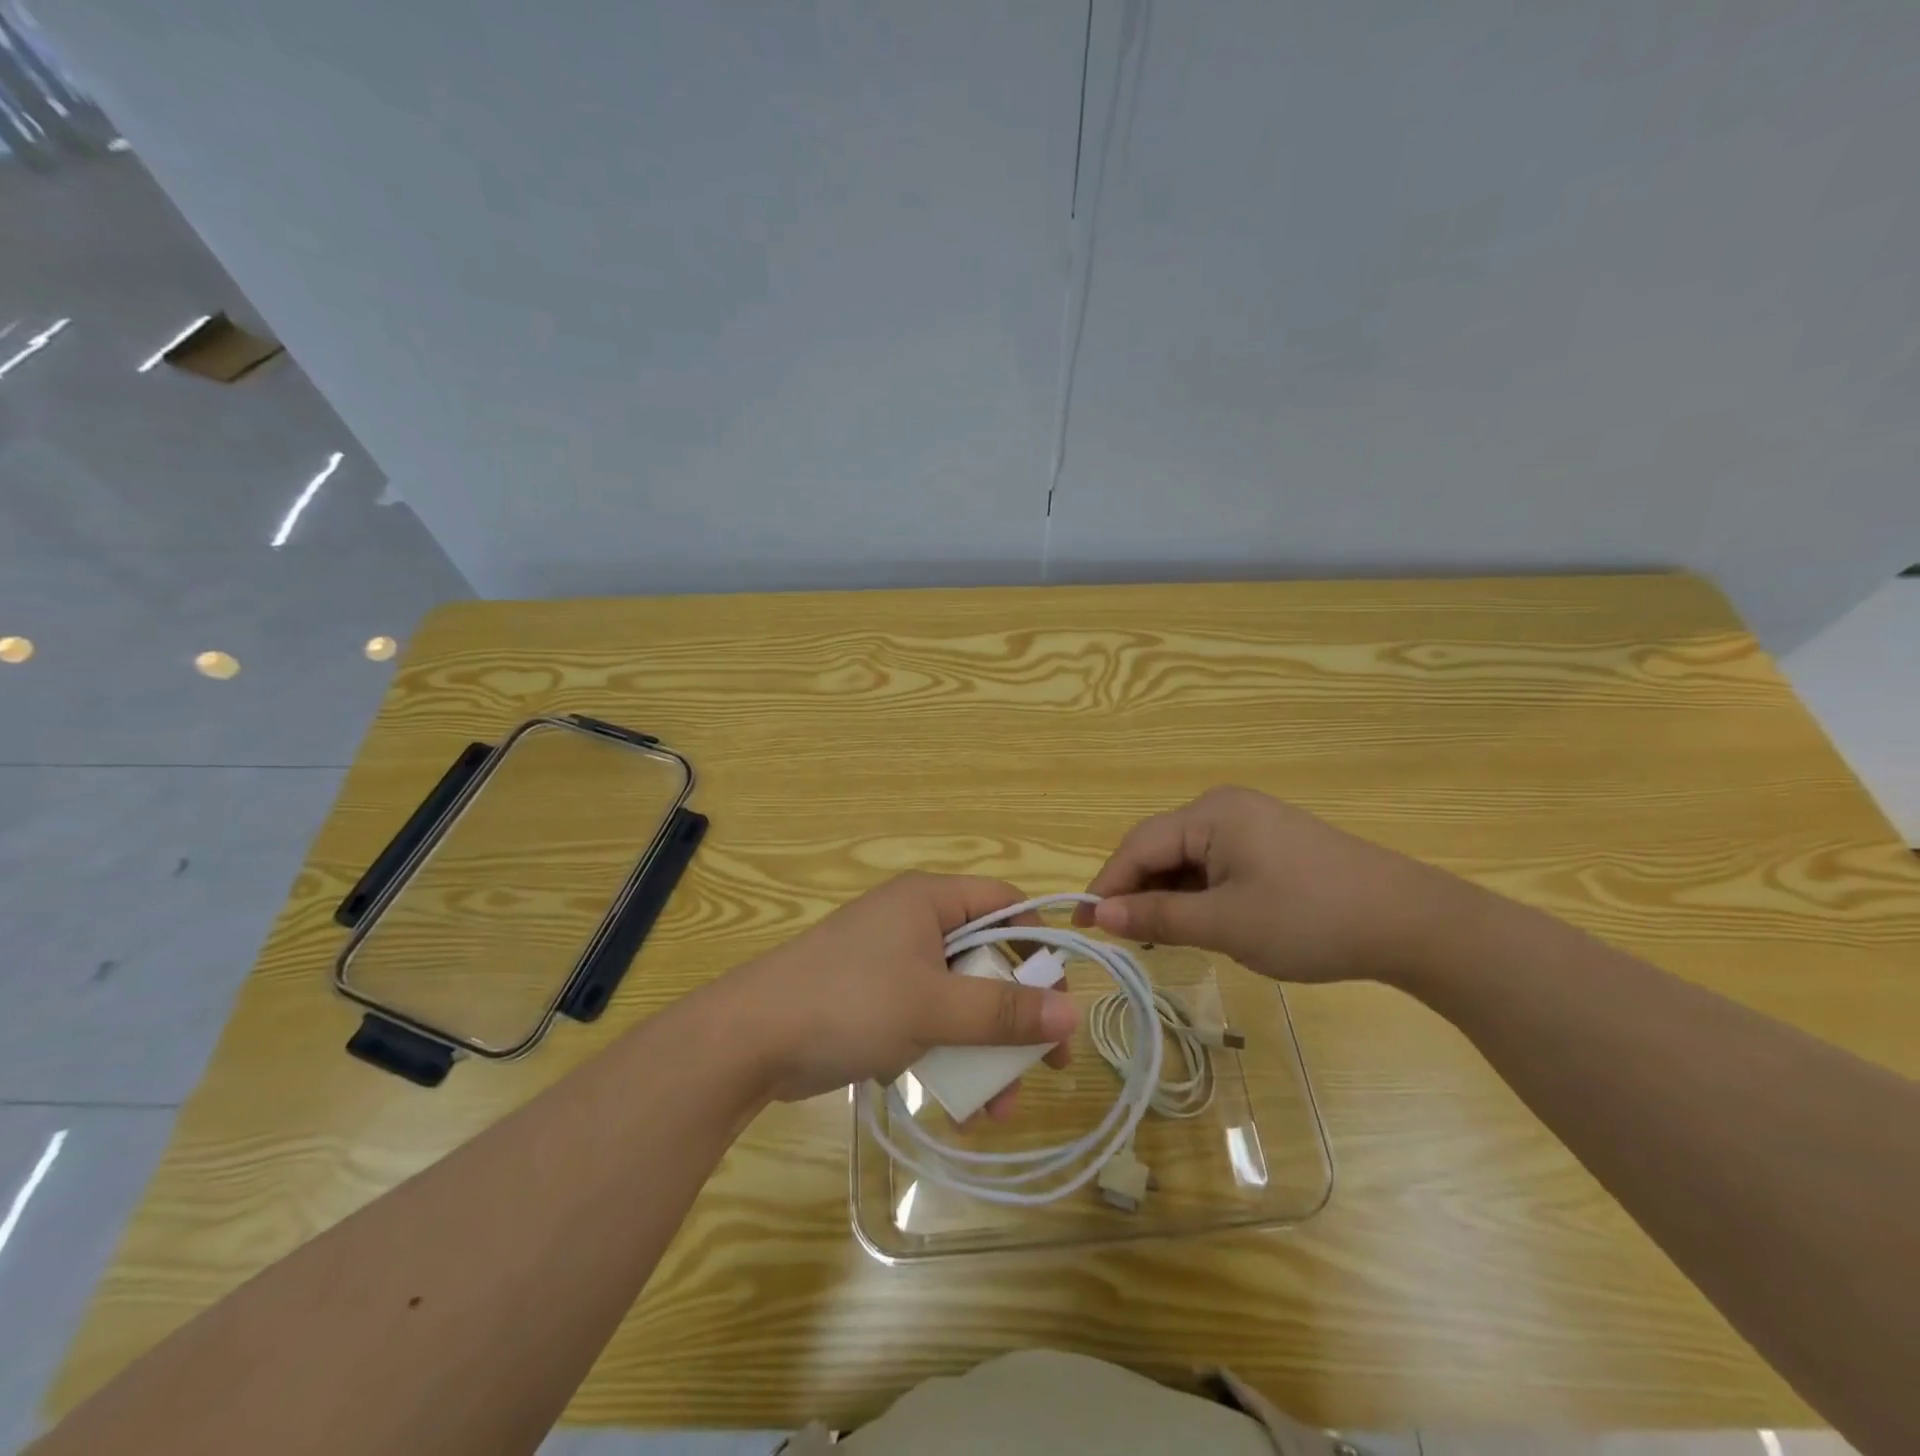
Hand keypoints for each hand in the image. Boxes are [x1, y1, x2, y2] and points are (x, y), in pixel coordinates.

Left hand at [715, 873, 1078, 1104]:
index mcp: (929, 901)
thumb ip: (1003, 1011)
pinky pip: (927, 1021)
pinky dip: (947, 1056)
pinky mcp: (874, 1002)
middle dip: (1014, 1017)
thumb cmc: (850, 1003)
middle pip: (985, 959)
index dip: (1038, 944)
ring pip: (958, 1000)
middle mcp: (914, 923)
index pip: (1005, 904)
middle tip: (1046, 1065)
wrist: (749, 1040)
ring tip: (998, 1108)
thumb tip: (1072, 1013)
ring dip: (983, 1050)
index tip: (1058, 997)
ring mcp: (892, 964)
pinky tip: (959, 1106)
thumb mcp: (933, 1007)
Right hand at [1074, 786, 1468, 983]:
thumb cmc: (1310, 919)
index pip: (1138, 846)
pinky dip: (1199, 894)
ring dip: (1169, 896)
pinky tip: (1201, 923)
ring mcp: (1252, 824)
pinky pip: (1216, 864)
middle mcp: (1225, 807)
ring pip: (1188, 859)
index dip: (1107, 885)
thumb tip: (1098, 914)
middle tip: (1123, 939)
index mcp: (1210, 814)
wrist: (1412, 923)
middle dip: (1138, 891)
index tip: (1084, 925)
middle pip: (1161, 848)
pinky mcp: (1271, 844)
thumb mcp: (1225, 924)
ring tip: (1160, 938)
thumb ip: (1157, 917)